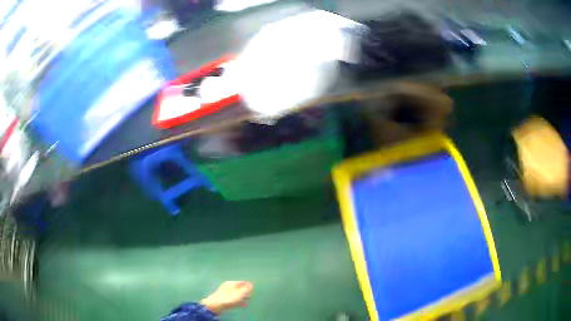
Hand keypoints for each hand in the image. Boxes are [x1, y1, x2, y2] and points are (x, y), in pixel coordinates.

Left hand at [200, 281, 253, 314]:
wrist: (216, 305)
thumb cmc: (229, 299)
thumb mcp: (239, 294)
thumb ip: (246, 289)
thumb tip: (251, 284)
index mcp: (232, 283)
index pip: (242, 282)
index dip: (248, 286)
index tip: (253, 291)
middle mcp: (228, 286)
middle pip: (240, 288)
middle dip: (245, 292)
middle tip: (250, 297)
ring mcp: (225, 292)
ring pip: (237, 293)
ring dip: (242, 297)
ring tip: (247, 302)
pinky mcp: (224, 298)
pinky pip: (234, 298)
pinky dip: (238, 301)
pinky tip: (242, 305)